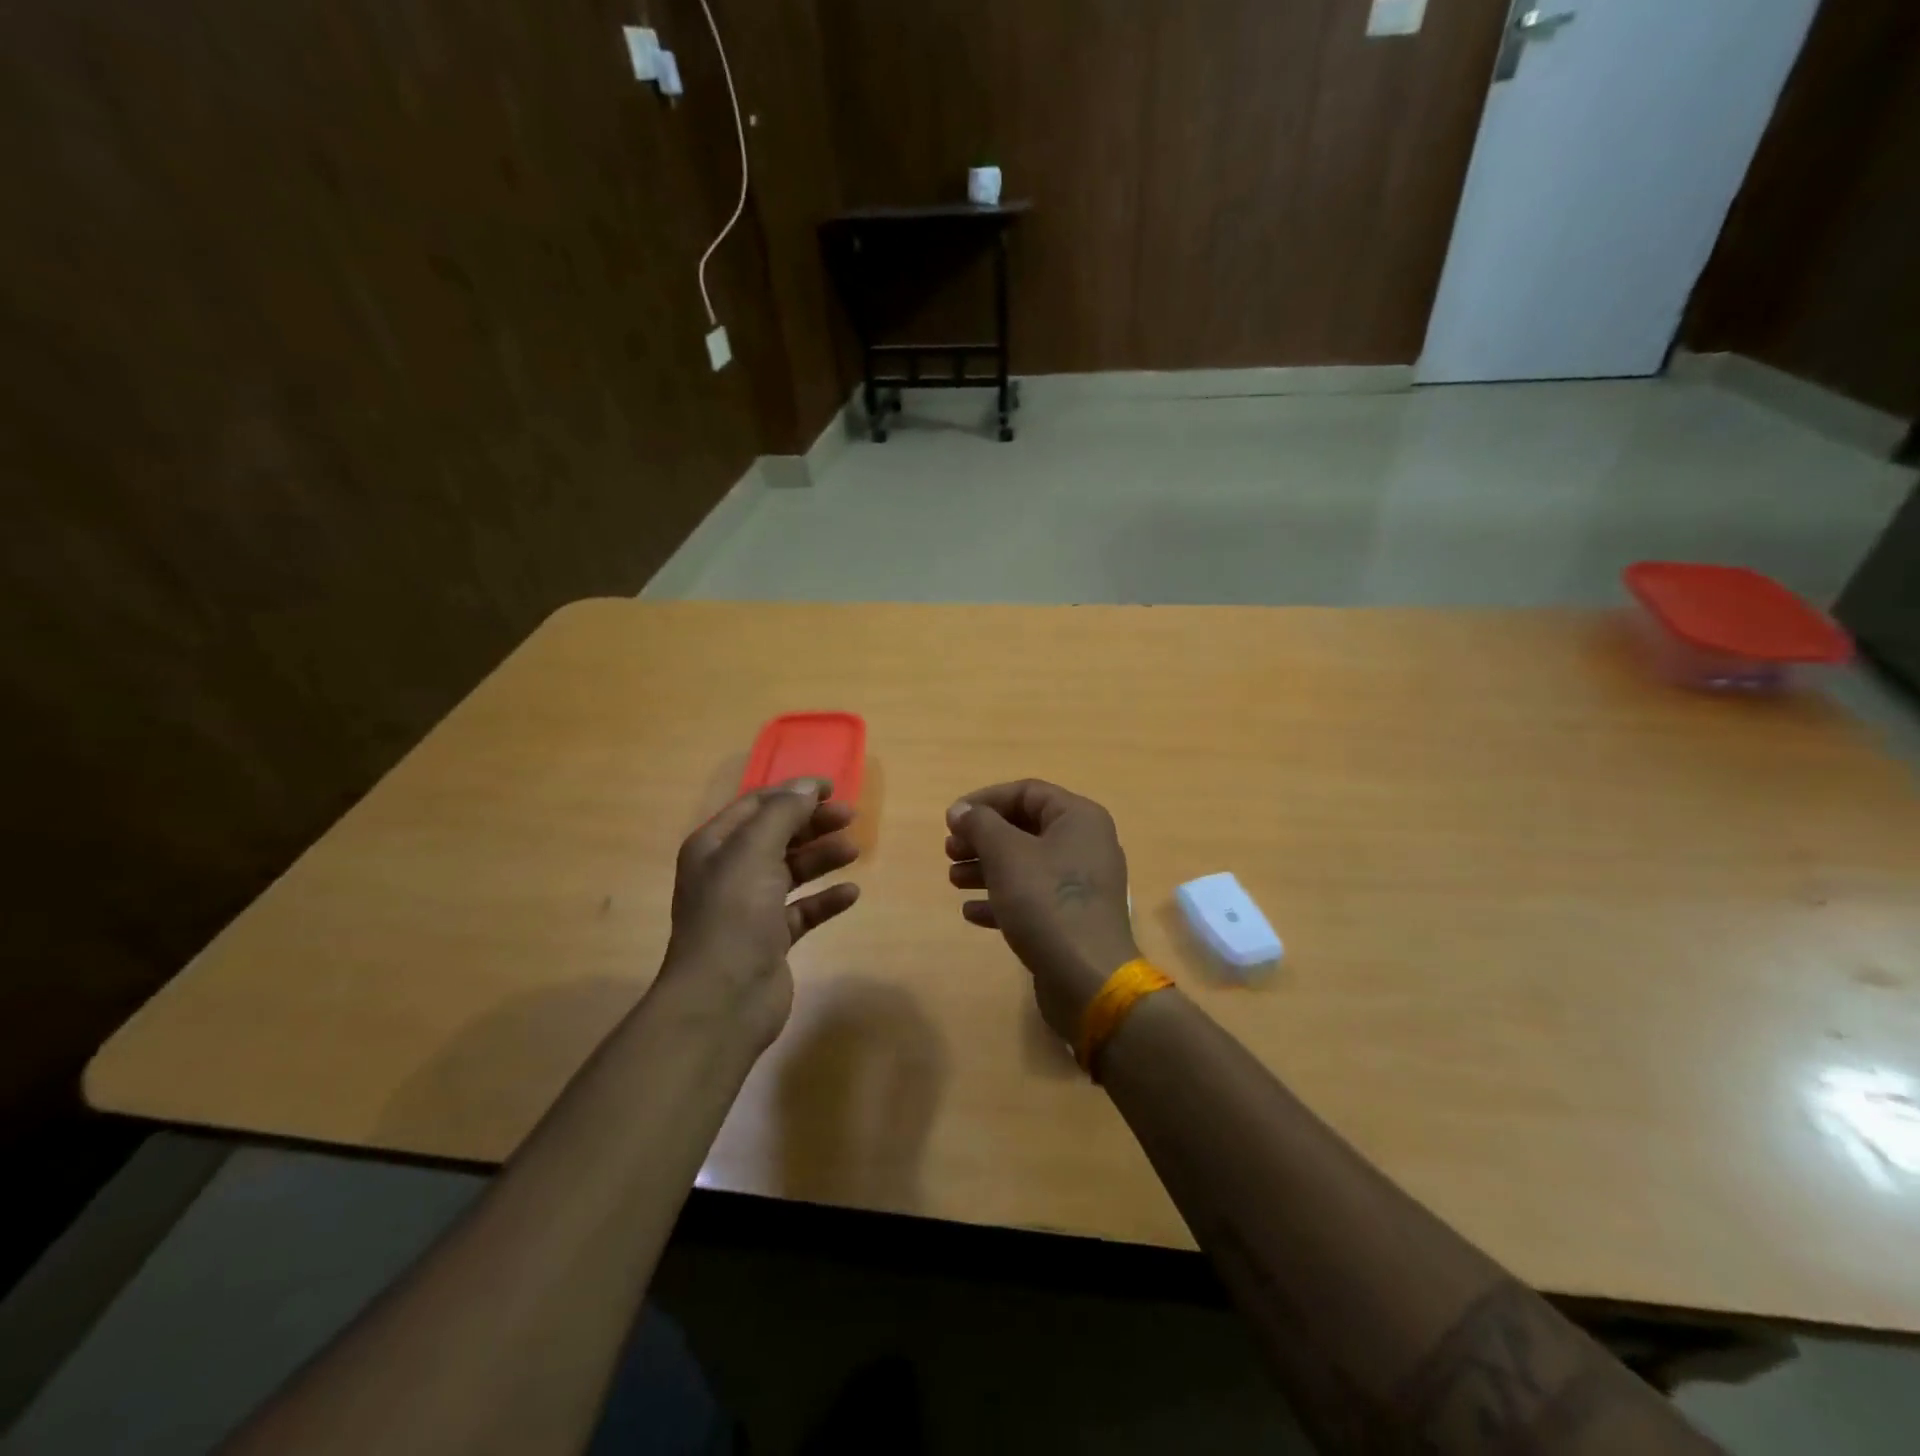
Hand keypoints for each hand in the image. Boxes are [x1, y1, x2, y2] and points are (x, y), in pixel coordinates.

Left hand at [661, 779, 860, 1045]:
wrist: (722, 1000)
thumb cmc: (734, 915)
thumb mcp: (754, 852)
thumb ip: (783, 813)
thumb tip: (809, 785)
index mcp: (715, 846)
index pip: (756, 806)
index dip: (793, 793)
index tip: (833, 788)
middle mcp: (729, 873)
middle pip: (777, 836)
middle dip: (812, 823)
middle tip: (851, 817)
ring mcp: (749, 908)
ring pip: (791, 871)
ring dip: (821, 857)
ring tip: (853, 851)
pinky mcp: (770, 940)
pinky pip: (802, 910)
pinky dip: (825, 899)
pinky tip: (851, 893)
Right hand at [945, 780, 1138, 1040]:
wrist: (1087, 978)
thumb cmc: (1046, 902)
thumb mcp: (1006, 854)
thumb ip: (980, 824)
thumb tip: (961, 809)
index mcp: (1079, 818)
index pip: (1027, 792)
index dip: (985, 800)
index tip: (951, 819)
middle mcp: (1086, 844)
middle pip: (1025, 828)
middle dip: (983, 837)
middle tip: (950, 851)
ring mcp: (1081, 884)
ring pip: (1026, 864)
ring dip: (986, 868)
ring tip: (954, 880)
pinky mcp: (1073, 917)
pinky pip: (1033, 897)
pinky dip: (1002, 899)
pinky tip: (972, 912)